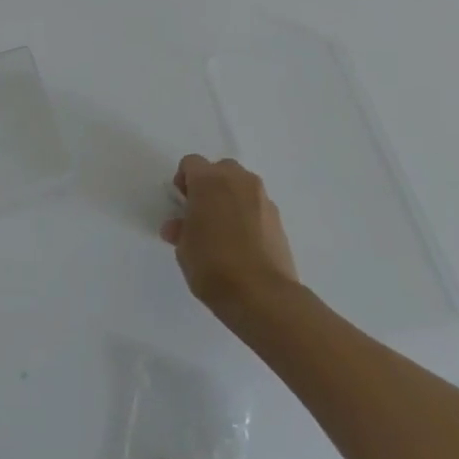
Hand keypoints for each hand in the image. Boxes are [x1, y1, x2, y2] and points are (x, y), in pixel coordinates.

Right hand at [160, 155, 299, 317]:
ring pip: (242, 186)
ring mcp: (262, 198)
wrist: (261, 294)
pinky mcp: (278, 219)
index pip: (191, 163)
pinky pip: (257, 206)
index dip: (183, 180)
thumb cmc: (212, 265)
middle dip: (210, 185)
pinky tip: (243, 242)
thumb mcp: (183, 248)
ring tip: (224, 229)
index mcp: (208, 180)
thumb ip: (181, 229)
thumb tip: (179, 227)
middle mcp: (238, 181)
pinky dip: (248, 215)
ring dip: (231, 198)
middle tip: (202, 212)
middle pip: (221, 169)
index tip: (182, 204)